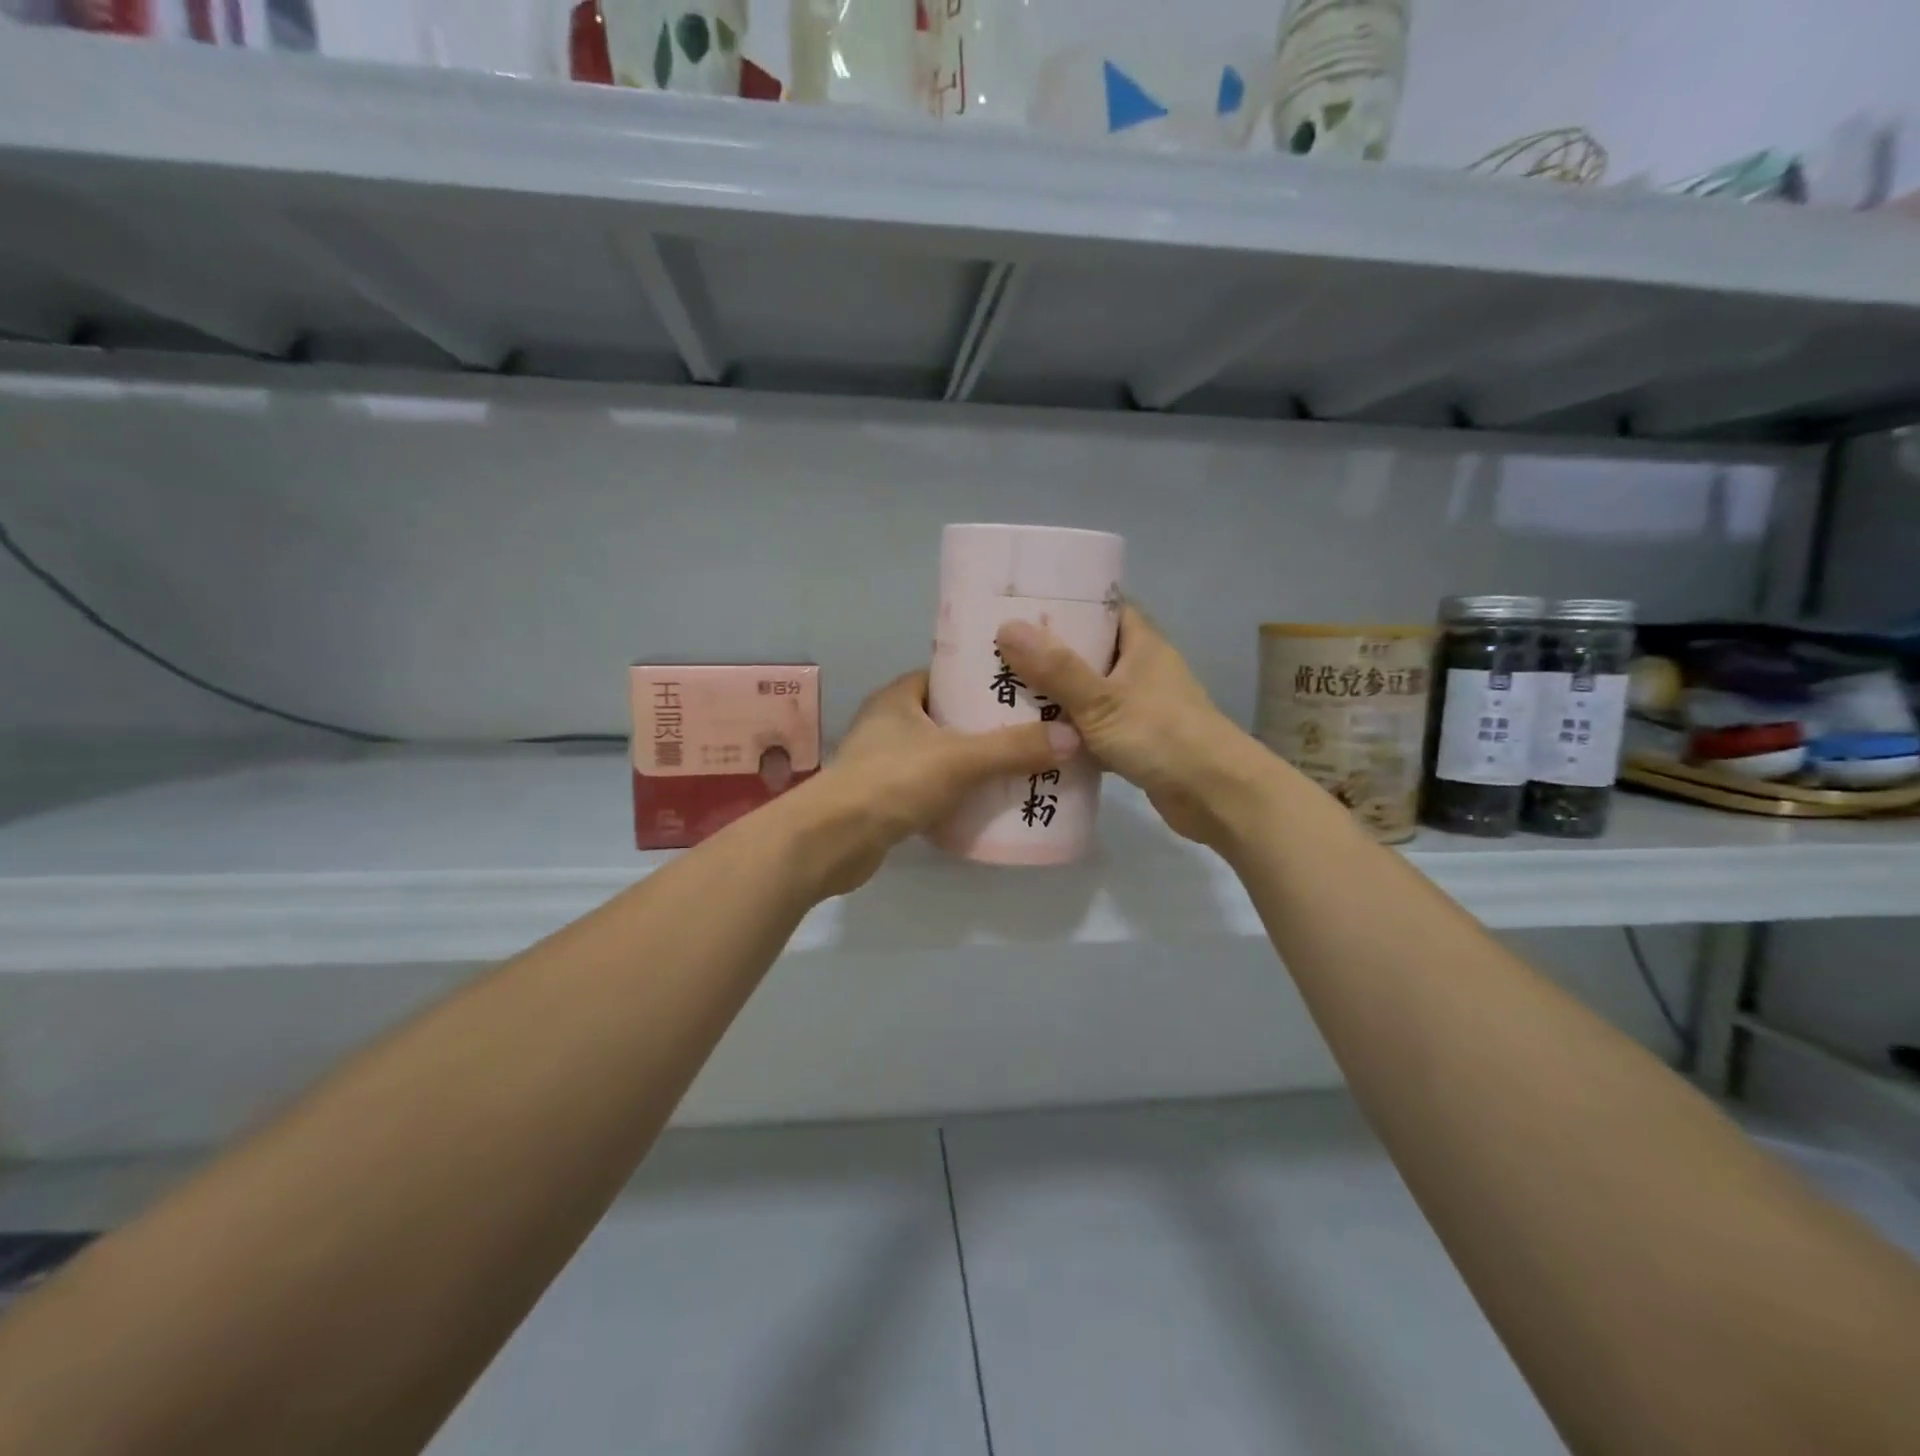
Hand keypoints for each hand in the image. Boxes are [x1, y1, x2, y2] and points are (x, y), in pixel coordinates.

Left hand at [802, 671, 1080, 896]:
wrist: (833, 840)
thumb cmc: (892, 781)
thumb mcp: (960, 759)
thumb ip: (1013, 748)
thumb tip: (1071, 737)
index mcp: (898, 697)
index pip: (945, 675)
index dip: (981, 679)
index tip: (1020, 687)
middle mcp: (887, 723)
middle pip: (946, 716)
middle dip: (984, 724)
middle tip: (1031, 729)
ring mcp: (882, 763)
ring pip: (939, 754)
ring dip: (972, 761)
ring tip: (1019, 765)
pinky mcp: (884, 799)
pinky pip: (930, 787)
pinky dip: (955, 792)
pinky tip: (985, 802)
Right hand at [995, 606, 1272, 851]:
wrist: (1216, 795)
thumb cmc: (1162, 735)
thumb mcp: (1101, 700)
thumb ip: (1055, 669)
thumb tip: (1007, 627)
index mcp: (1140, 643)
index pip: (1100, 608)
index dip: (1063, 604)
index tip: (1019, 607)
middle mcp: (1141, 668)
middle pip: (1087, 651)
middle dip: (1046, 654)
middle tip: (997, 654)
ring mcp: (1139, 706)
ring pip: (1087, 693)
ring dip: (1054, 696)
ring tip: (1002, 692)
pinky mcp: (1135, 741)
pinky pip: (1093, 728)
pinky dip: (1068, 732)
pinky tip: (1033, 736)